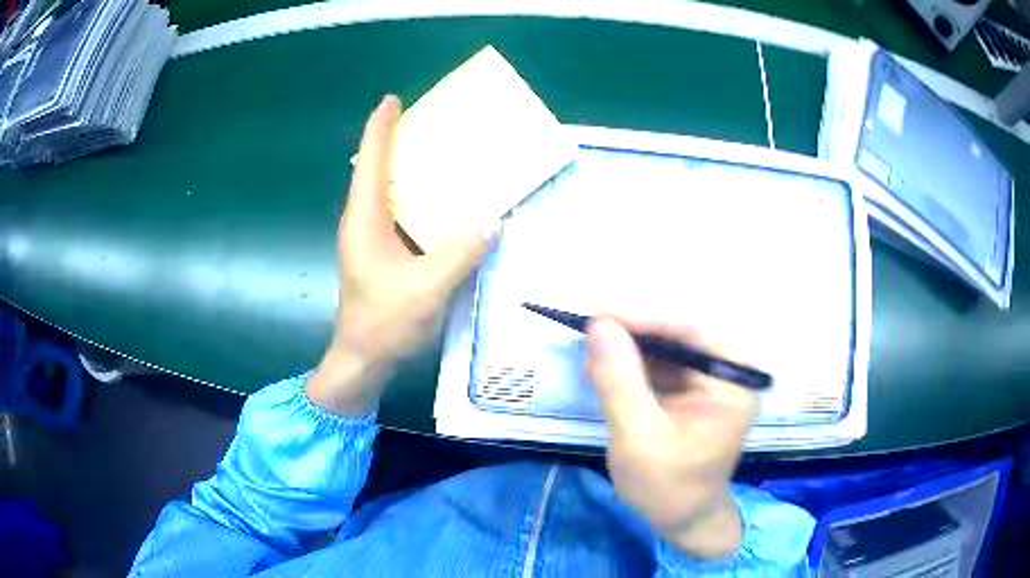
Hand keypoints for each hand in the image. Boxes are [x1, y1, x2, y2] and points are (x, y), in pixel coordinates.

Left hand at [307, 95, 497, 416]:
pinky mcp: (379, 254)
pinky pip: (397, 214)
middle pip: (376, 170)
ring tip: (438, 153)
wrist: (362, 360)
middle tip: (428, 122)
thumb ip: (460, 253)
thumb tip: (494, 219)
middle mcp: (362, 222)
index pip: (370, 162)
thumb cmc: (384, 324)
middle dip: (396, 141)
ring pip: (386, 192)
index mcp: (365, 220)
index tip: (392, 100)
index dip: (380, 128)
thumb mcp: (427, 289)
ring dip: (406, 169)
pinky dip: (415, 199)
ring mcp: (369, 239)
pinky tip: (440, 202)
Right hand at [585, 318, 757, 559]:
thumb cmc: (667, 487)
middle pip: (678, 336)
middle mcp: (727, 373)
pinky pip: (660, 368)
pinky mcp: (691, 393)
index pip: (691, 332)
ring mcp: (709, 382)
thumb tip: (599, 326)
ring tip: (592, 355)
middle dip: (633, 335)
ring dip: (628, 350)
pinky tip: (605, 371)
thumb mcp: (639, 437)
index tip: (598, 317)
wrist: (681, 521)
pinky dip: (631, 368)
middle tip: (589, 334)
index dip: (644, 319)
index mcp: (733, 380)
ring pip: (666, 349)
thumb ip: (620, 382)